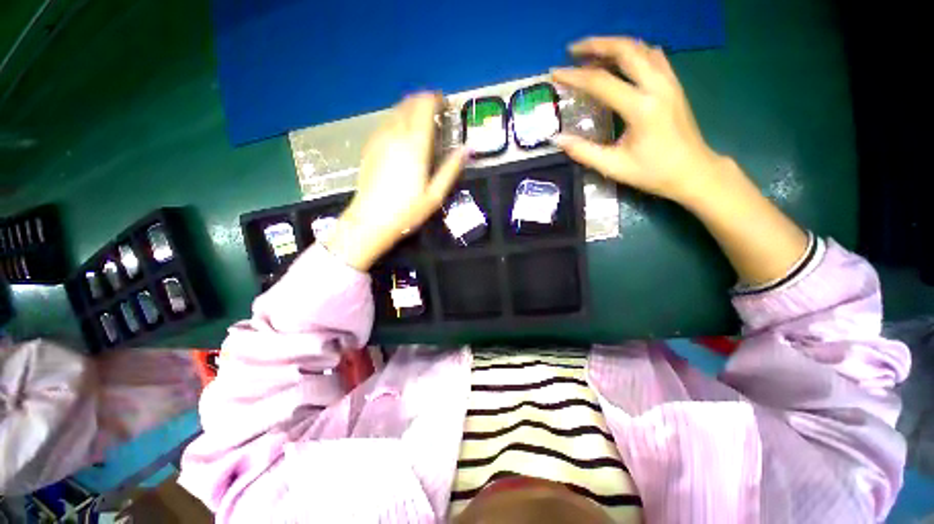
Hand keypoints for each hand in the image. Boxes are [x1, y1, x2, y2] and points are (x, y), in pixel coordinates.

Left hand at [326, 92, 468, 270]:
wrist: (371, 220)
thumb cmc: (407, 210)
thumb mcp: (436, 194)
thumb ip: (451, 168)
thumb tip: (468, 148)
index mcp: (415, 144)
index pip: (425, 105)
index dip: (437, 100)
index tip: (446, 107)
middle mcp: (396, 134)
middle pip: (410, 102)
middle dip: (425, 102)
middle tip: (437, 116)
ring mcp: (379, 137)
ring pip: (396, 109)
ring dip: (411, 110)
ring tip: (422, 126)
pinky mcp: (370, 145)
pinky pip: (386, 122)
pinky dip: (398, 120)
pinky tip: (404, 137)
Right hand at [551, 37, 726, 204]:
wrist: (693, 171)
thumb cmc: (653, 172)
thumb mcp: (614, 166)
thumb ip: (583, 152)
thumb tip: (557, 139)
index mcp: (641, 108)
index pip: (601, 82)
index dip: (574, 76)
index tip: (555, 74)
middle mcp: (657, 86)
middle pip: (625, 50)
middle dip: (596, 45)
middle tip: (573, 50)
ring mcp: (669, 81)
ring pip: (640, 48)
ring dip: (614, 46)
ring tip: (592, 54)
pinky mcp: (674, 84)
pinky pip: (653, 56)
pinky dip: (633, 52)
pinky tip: (620, 62)